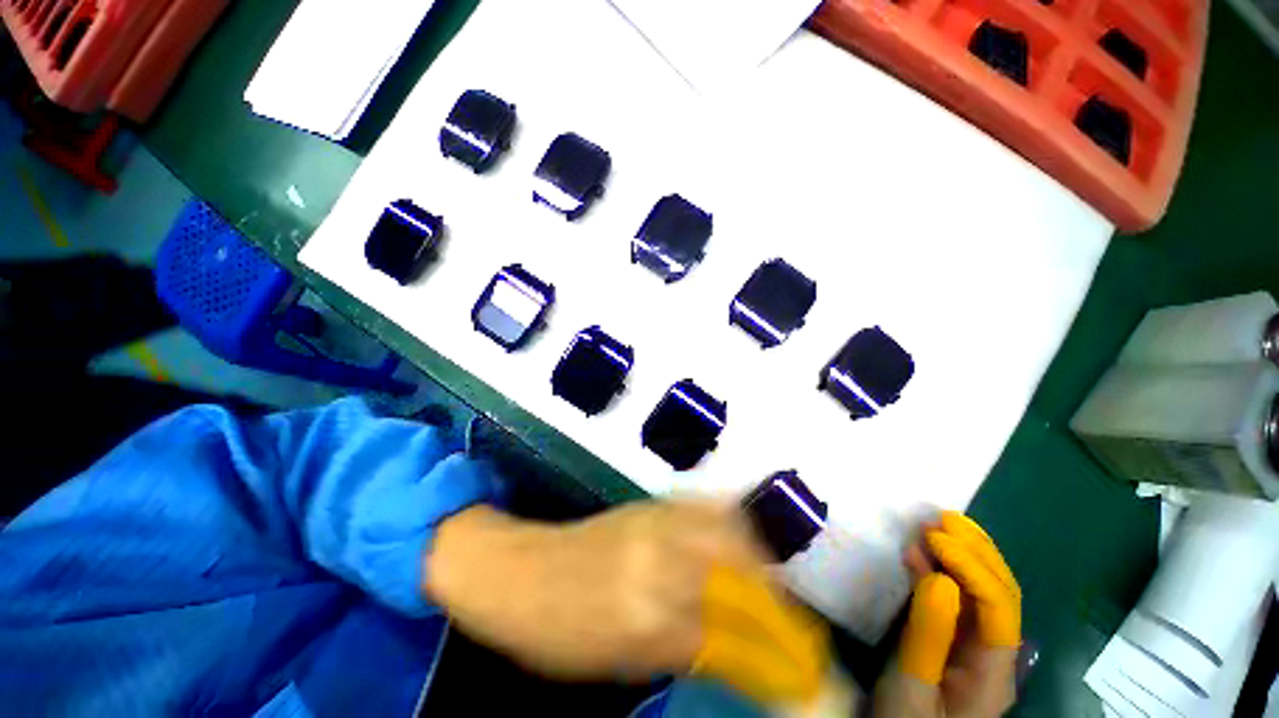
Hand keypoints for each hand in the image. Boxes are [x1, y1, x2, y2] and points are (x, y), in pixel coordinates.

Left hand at [424, 500, 775, 680]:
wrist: (521, 573)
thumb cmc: (559, 633)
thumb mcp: (620, 662)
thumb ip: (683, 650)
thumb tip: (736, 653)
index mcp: (648, 619)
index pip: (732, 637)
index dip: (771, 652)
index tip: (794, 660)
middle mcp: (660, 563)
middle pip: (739, 572)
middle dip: (773, 596)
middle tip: (784, 614)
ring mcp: (654, 523)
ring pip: (727, 529)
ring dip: (756, 552)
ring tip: (764, 573)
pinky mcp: (649, 504)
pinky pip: (703, 504)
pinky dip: (729, 518)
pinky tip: (735, 533)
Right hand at [873, 511, 1020, 717]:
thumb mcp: (911, 682)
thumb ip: (928, 634)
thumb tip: (939, 577)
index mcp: (992, 669)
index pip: (999, 608)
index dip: (971, 566)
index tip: (933, 537)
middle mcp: (994, 653)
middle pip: (1001, 594)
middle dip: (976, 551)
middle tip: (940, 518)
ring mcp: (976, 647)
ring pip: (982, 592)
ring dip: (962, 554)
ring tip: (934, 524)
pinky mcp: (954, 641)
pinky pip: (956, 599)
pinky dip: (941, 570)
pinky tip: (922, 554)